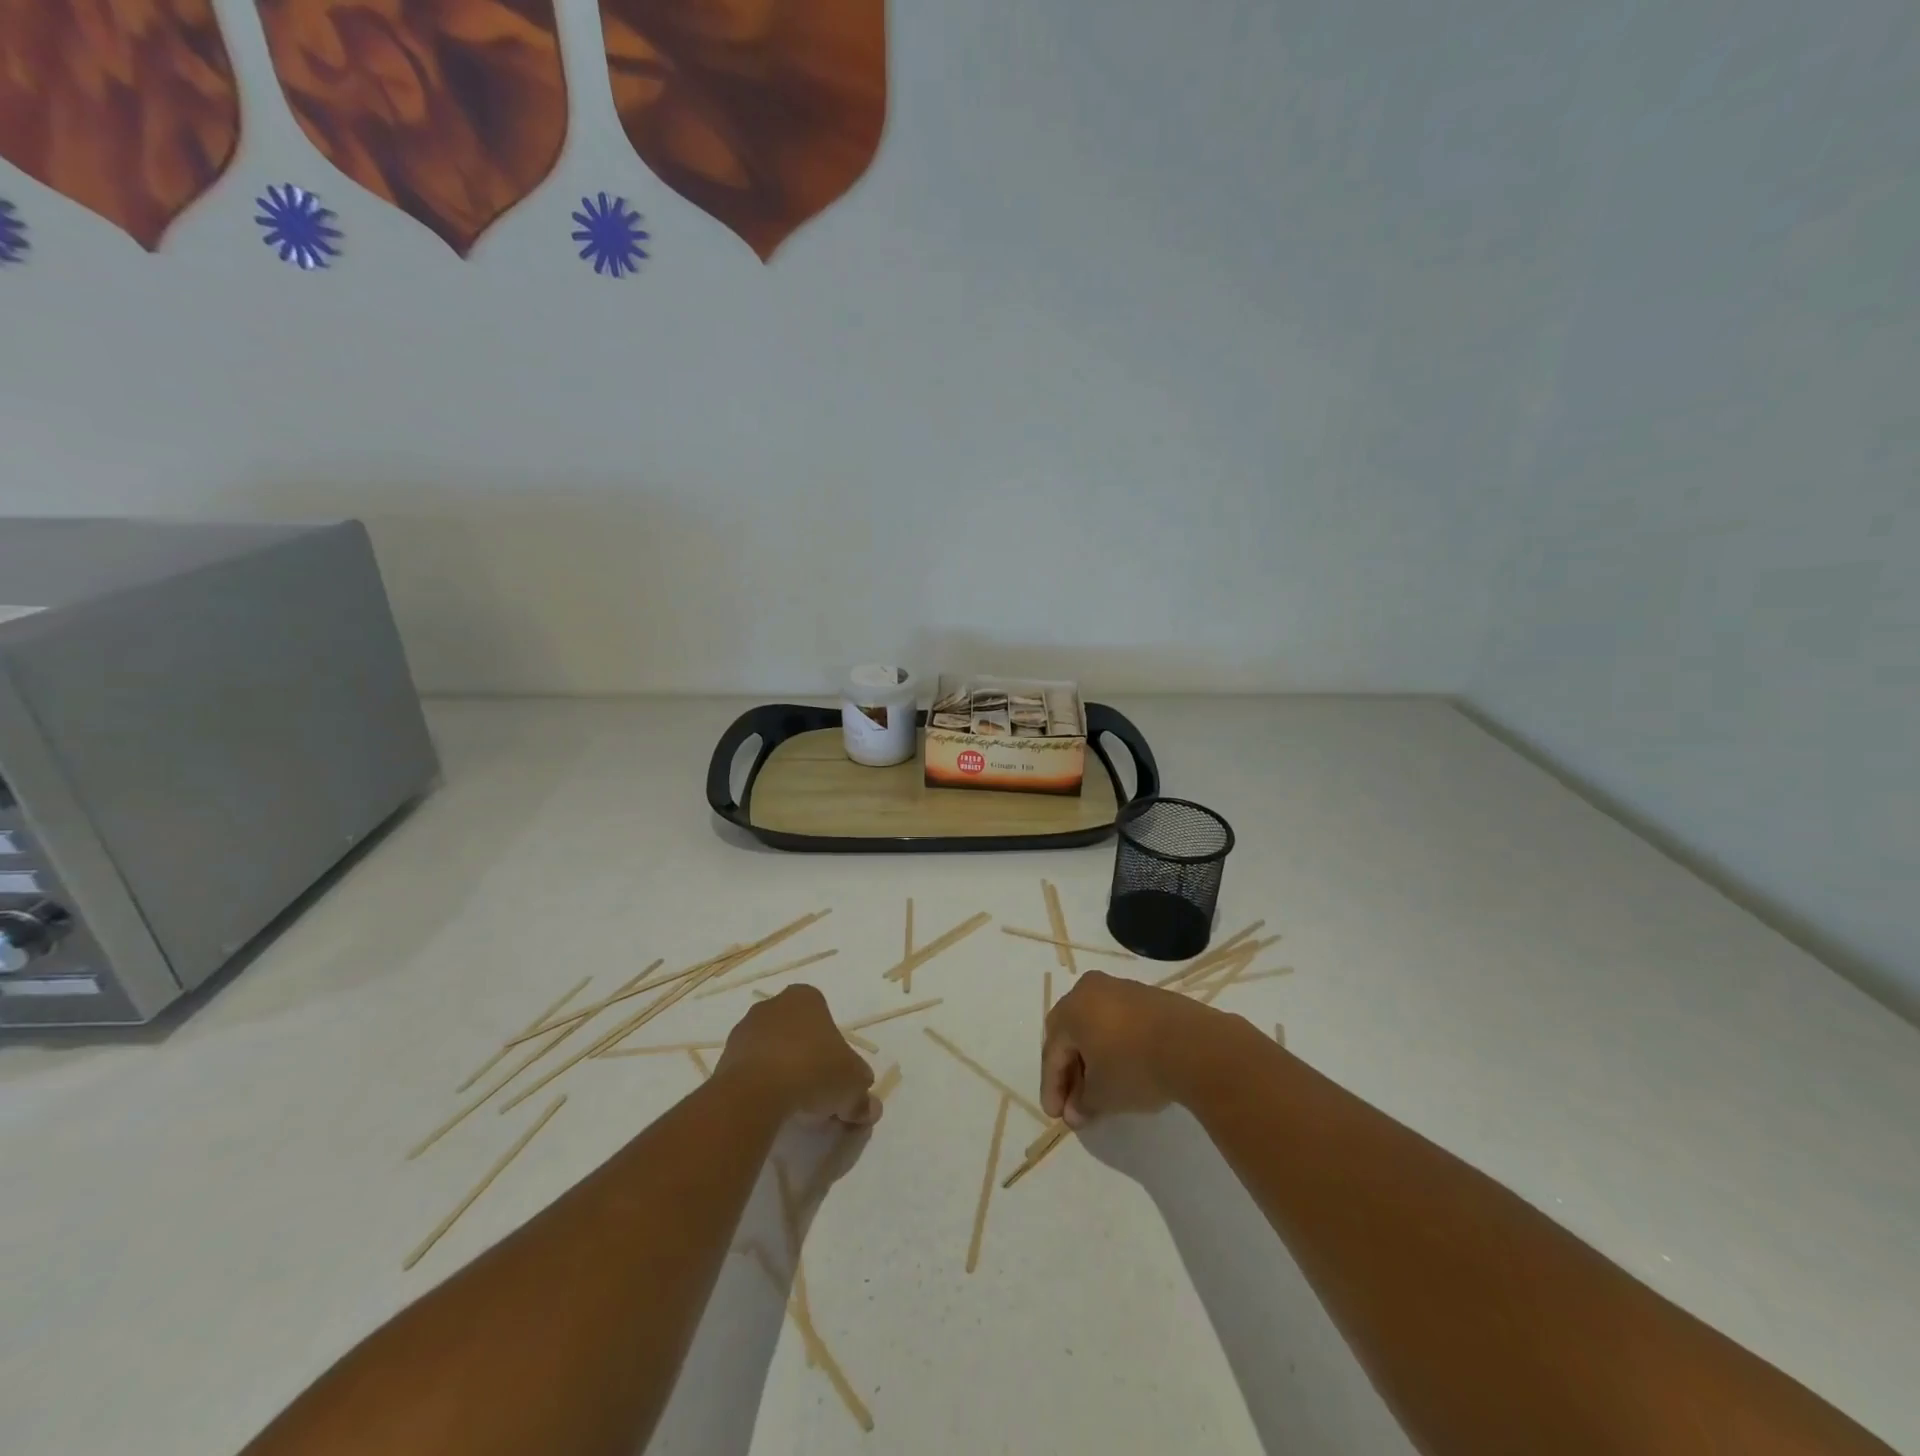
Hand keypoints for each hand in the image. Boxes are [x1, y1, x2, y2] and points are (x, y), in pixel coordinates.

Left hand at [715, 985, 880, 1126]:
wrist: (756, 1092)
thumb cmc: (814, 1070)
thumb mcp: (853, 1085)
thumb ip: (862, 1096)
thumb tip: (870, 1109)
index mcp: (806, 997)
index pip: (824, 1017)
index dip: (833, 1047)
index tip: (836, 1075)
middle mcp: (773, 1005)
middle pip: (796, 1032)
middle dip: (806, 1057)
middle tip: (817, 1091)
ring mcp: (745, 1030)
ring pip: (771, 1050)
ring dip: (781, 1071)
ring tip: (792, 1105)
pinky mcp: (723, 1058)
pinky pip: (749, 1070)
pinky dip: (760, 1086)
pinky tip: (769, 1108)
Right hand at [1041, 970, 1234, 1126]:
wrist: (1195, 1046)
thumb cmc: (1135, 1066)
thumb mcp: (1103, 1094)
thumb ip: (1083, 1103)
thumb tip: (1075, 1112)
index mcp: (1071, 1008)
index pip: (1052, 1052)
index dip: (1052, 1087)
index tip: (1056, 1115)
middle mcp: (1091, 990)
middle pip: (1072, 1034)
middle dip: (1071, 1071)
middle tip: (1075, 1102)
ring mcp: (1122, 989)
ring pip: (1096, 1026)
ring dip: (1094, 1057)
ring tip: (1101, 1089)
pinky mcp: (1149, 997)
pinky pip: (1120, 1021)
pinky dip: (1116, 1045)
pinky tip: (1125, 1068)